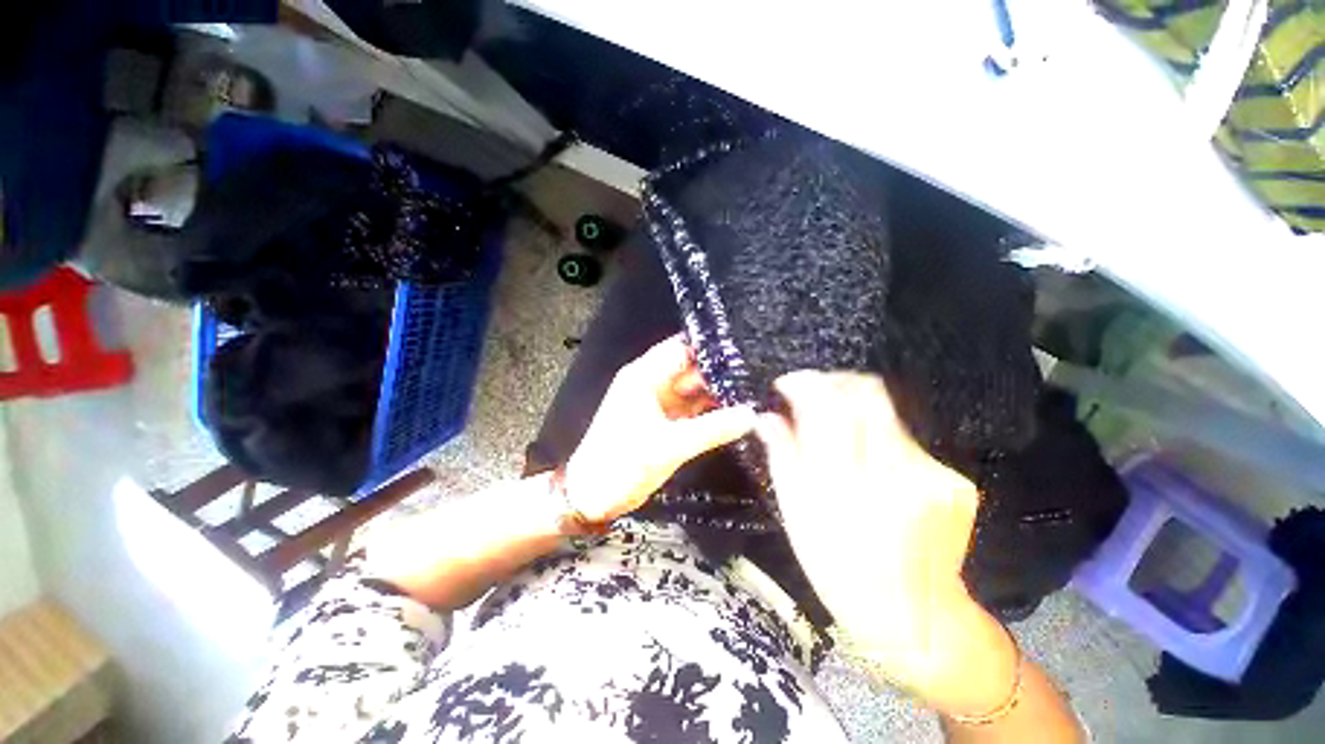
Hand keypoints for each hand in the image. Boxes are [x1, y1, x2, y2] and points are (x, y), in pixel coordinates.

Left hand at [565, 335, 756, 522]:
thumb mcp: (670, 445)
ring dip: (717, 391)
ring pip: (693, 389)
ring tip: (755, 389)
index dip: (711, 347)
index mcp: (644, 376)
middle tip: (758, 373)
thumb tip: (752, 415)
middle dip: (720, 371)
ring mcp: (658, 403)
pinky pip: (691, 409)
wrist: (593, 496)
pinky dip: (710, 410)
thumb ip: (712, 429)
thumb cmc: (623, 464)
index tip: (745, 349)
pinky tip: (736, 412)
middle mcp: (652, 383)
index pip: (682, 349)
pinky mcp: (664, 421)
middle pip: (690, 368)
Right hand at [756, 371, 993, 693]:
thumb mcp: (797, 514)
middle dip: (834, 382)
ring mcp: (933, 474)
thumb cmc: (838, 566)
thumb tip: (765, 416)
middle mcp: (895, 472)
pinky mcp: (955, 481)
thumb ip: (783, 455)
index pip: (830, 405)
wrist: (914, 616)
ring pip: (886, 414)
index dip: (806, 383)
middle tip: (812, 394)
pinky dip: (879, 439)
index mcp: (846, 484)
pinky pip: (906, 440)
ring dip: (855, 414)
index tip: (787, 382)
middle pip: (867, 394)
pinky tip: (871, 465)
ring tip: (838, 437)